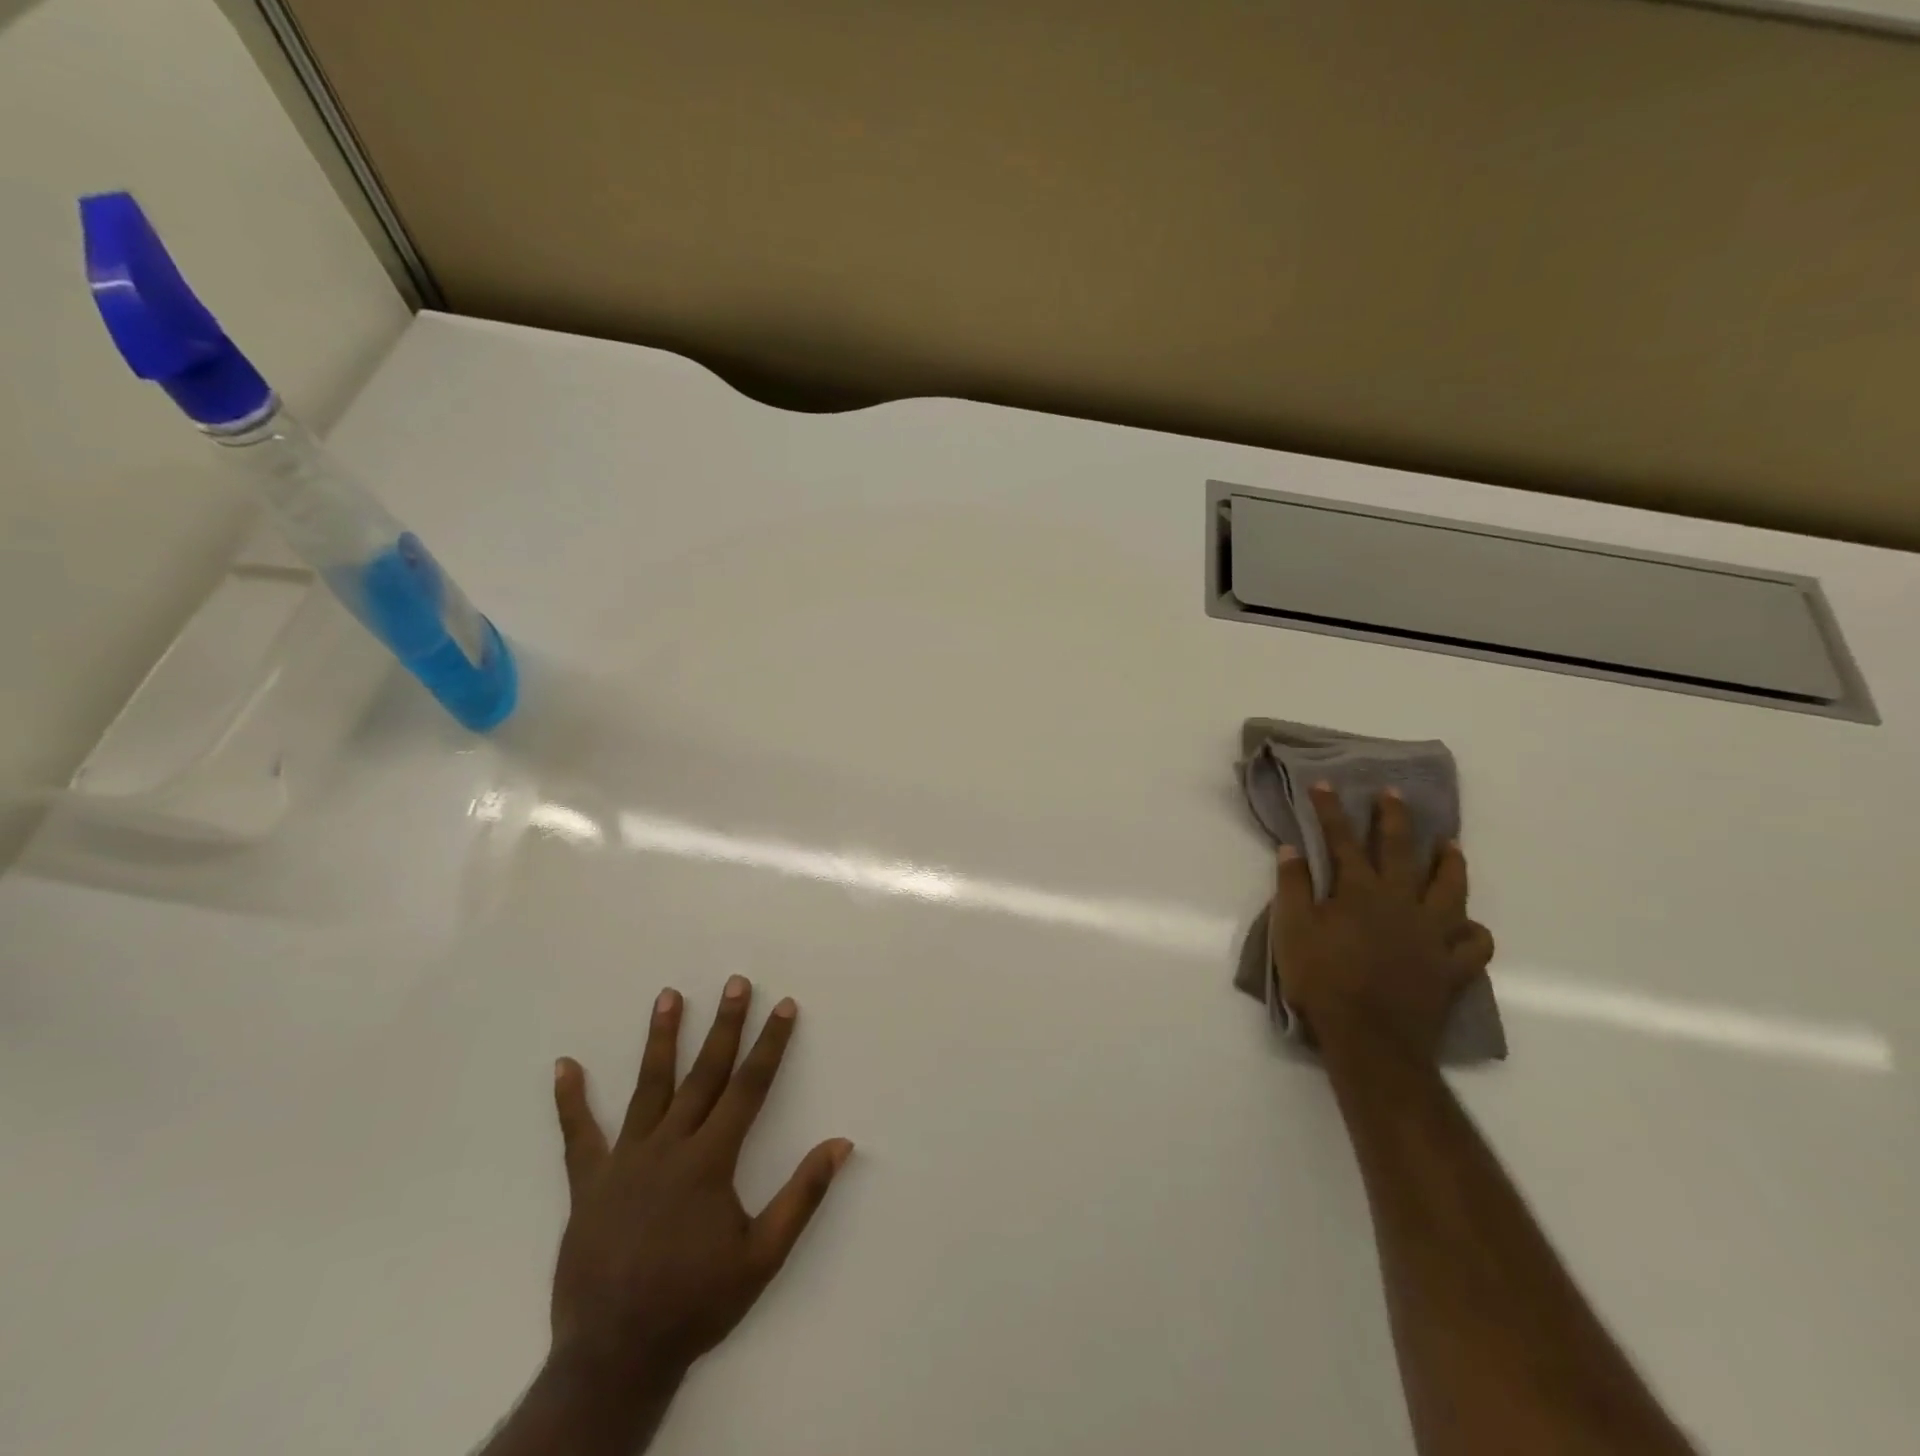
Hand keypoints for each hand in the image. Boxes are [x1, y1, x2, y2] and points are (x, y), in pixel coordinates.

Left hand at [547, 977, 852, 1399]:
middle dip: (725, 1025)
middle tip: (736, 982)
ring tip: (669, 995)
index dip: (770, 1044)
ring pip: (648, 1087)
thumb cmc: (696, 1303)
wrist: (615, 1356)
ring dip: (661, 1039)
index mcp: (710, 1160)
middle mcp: (669, 1147)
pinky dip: (570, 1101)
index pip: (749, 1087)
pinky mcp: (589, 1184)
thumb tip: (841, 1144)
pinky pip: (579, 1136)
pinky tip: (563, 1066)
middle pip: (704, 1073)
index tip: (784, 1006)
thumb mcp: (762, 1257)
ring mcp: (625, 1161)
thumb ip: (802, 1197)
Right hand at [1273, 784, 1493, 1058]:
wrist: (1370, 1039)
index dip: (1331, 809)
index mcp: (1359, 891)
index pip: (1341, 839)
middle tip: (1394, 793)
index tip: (1324, 784)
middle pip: (1400, 850)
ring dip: (1450, 862)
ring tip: (1450, 844)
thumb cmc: (1322, 980)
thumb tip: (1291, 848)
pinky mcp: (1452, 966)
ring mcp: (1432, 933)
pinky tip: (1467, 925)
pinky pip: (1475, 943)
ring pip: (1451, 888)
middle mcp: (1401, 902)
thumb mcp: (1291, 929)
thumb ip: (1292, 886)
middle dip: (1394, 817)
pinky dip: (1473, 931)